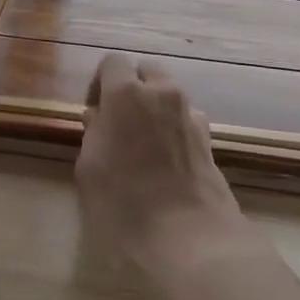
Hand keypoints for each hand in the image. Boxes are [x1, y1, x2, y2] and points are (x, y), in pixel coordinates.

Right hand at [75, 55, 258, 296]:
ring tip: (143, 144)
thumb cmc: (125, 203)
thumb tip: (98, 117)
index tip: (94, 112)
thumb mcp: (89, 169)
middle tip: (119, 121)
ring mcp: (190, 114)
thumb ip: (93, 133)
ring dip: (155, 107)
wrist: (188, 237)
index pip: (113, 62)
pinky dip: (174, 128)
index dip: (100, 82)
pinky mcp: (209, 139)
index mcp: (126, 93)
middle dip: (133, 87)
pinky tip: (166, 160)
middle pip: (147, 71)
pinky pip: (186, 119)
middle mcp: (162, 93)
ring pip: (169, 94)